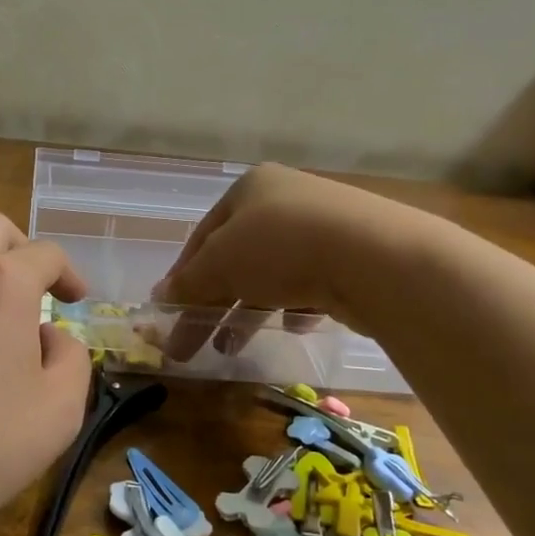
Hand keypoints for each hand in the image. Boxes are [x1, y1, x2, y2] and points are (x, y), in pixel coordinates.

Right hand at [153, 164, 403, 359]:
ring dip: (248, 310)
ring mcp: (325, 226)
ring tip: (233, 347)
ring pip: (272, 273)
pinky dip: (295, 305)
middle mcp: (286, 199)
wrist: (376, 258)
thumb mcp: (219, 265)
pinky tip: (293, 325)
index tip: (170, 314)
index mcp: (250, 188)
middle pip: (236, 257)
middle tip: (194, 343)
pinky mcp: (355, 255)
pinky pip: (312, 282)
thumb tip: (158, 299)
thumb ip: (188, 283)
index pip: (202, 236)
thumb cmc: (280, 248)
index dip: (182, 277)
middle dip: (213, 301)